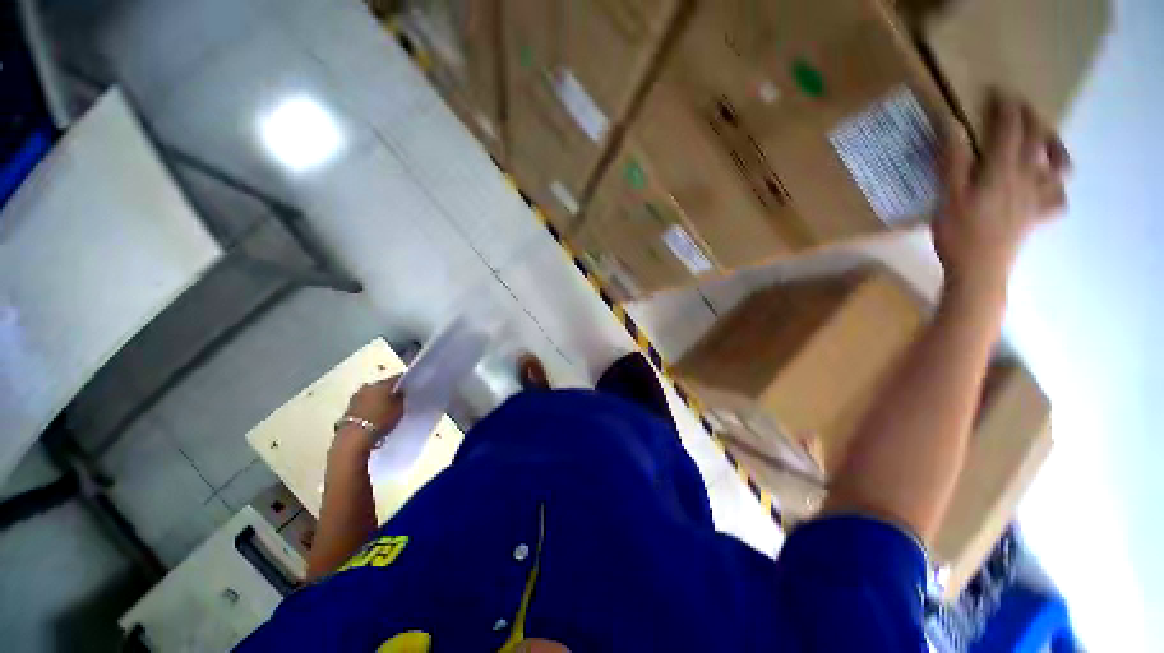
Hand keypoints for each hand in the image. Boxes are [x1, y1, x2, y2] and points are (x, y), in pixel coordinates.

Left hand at [338, 375, 403, 447]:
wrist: (355, 437)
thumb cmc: (381, 419)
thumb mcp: (400, 409)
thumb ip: (401, 398)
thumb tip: (401, 392)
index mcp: (382, 383)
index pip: (397, 378)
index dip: (405, 382)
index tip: (410, 387)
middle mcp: (368, 386)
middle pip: (383, 385)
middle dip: (390, 390)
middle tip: (398, 398)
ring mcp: (356, 396)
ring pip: (372, 393)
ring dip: (378, 398)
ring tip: (386, 407)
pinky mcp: (349, 408)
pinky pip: (364, 402)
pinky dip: (370, 405)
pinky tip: (375, 413)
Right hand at [934, 94, 1069, 297]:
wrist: (979, 272)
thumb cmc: (958, 234)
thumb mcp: (947, 197)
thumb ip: (952, 160)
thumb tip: (952, 124)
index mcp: (1003, 170)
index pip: (1010, 129)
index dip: (1006, 108)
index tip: (999, 93)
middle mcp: (1028, 177)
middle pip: (1037, 139)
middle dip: (1030, 118)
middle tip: (1019, 109)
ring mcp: (1038, 198)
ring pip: (1060, 166)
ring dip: (1056, 148)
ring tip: (1046, 144)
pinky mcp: (1038, 218)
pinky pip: (1059, 199)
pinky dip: (1057, 189)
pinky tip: (1048, 188)